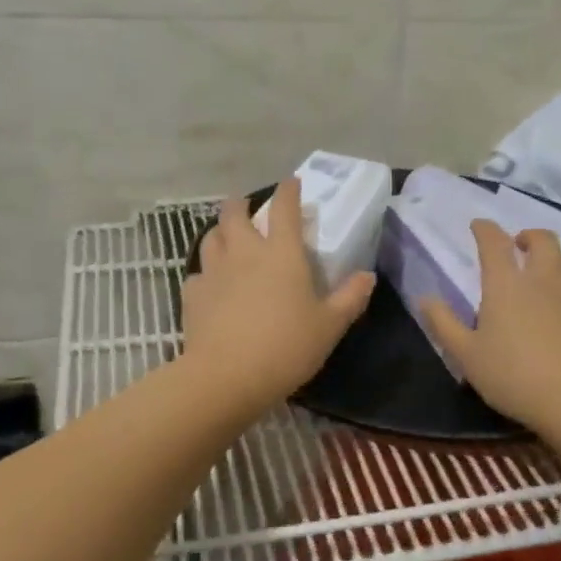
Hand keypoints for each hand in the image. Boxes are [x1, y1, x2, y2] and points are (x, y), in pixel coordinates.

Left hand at [179, 178, 375, 414]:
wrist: (227, 376)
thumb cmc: (286, 346)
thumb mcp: (329, 326)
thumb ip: (350, 298)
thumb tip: (367, 276)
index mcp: (281, 253)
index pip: (285, 208)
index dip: (288, 191)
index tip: (292, 183)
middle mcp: (244, 252)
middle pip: (234, 213)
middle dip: (240, 203)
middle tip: (246, 207)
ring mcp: (214, 271)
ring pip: (211, 237)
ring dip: (220, 232)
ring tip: (227, 238)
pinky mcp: (193, 294)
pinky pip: (198, 274)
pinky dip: (206, 274)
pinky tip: (212, 286)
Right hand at [421, 220, 560, 433]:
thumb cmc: (515, 377)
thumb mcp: (467, 356)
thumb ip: (443, 323)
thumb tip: (424, 298)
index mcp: (506, 284)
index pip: (493, 241)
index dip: (484, 229)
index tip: (478, 226)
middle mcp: (545, 278)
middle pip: (542, 239)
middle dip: (528, 236)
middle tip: (520, 247)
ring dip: (558, 260)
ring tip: (550, 274)